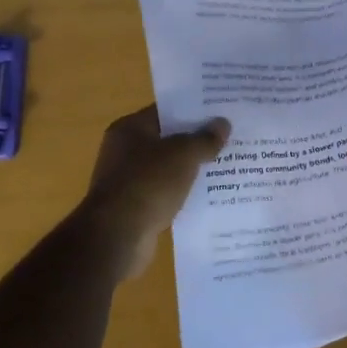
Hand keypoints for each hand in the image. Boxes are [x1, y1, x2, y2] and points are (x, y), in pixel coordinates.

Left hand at [78, 107, 228, 281]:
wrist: (117, 237)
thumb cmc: (148, 183)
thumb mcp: (183, 155)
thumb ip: (204, 138)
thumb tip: (223, 123)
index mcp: (130, 129)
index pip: (166, 111)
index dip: (194, 111)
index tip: (220, 113)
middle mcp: (124, 151)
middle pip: (167, 139)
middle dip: (196, 141)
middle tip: (229, 138)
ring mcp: (128, 180)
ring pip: (168, 168)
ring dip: (191, 169)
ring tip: (225, 166)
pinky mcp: (134, 208)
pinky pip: (165, 192)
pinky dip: (182, 193)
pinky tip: (208, 195)